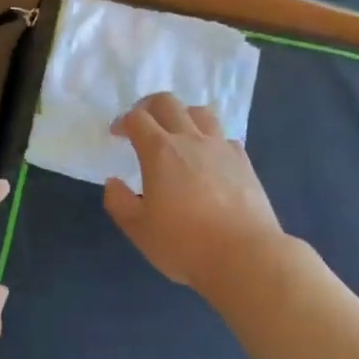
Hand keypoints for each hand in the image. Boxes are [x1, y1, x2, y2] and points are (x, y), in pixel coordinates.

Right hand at [102, 94, 286, 294]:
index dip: (122, 122)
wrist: (244, 255)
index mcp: (159, 151)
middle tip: (142, 124)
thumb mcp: (139, 229)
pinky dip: (209, 139)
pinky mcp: (244, 162)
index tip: (117, 135)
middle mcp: (190, 140)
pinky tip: (207, 158)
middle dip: (149, 106)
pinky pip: (223, 136)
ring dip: (182, 115)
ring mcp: (221, 148)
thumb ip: (119, 202)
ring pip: (200, 112)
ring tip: (176, 134)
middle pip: (168, 103)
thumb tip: (114, 182)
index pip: (136, 119)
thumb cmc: (184, 243)